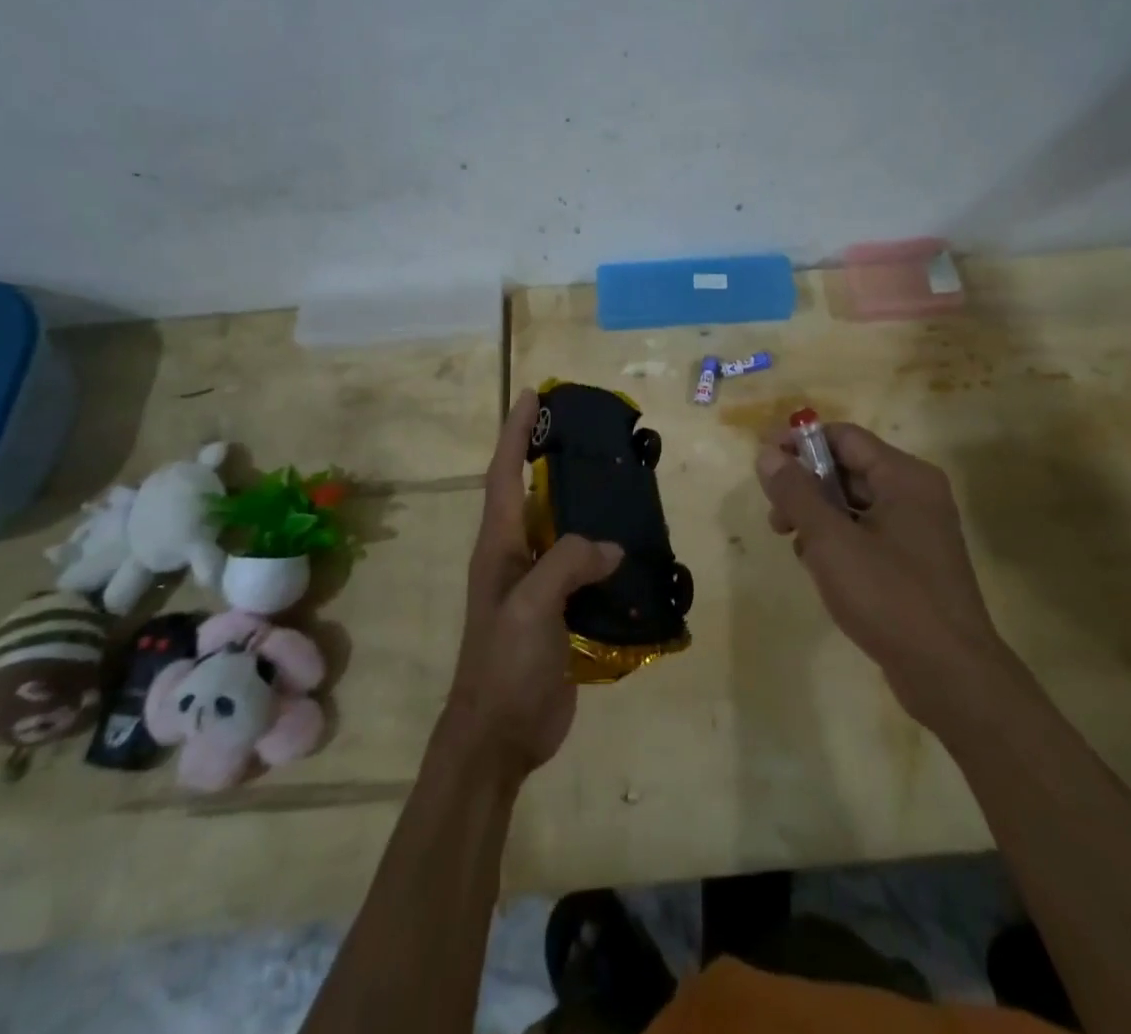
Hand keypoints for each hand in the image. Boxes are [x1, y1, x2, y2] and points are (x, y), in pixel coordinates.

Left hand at [442, 389, 622, 780]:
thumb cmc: (504, 665)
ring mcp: (537, 584)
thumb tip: (611, 547)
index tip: (531, 394)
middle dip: (548, 455)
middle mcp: (515, 555)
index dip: (515, 432)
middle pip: (532, 493)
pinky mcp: (559, 610)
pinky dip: (602, 550)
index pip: (505, 474)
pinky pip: (582, 566)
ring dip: (580, 501)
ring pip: (561, 528)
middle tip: (583, 428)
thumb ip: (567, 565)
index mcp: (499, 545)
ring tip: (615, 477)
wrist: (500, 736)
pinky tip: (631, 546)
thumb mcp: (530, 608)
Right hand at [757, 422, 1000, 728]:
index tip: (763, 462)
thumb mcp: (831, 541)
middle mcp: (915, 494)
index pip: (844, 437)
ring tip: (794, 546)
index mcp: (904, 477)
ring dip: (817, 517)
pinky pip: (866, 533)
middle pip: (848, 469)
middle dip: (805, 487)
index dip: (799, 443)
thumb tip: (767, 453)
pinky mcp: (913, 563)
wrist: (950, 676)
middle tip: (775, 517)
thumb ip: (796, 492)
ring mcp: (917, 530)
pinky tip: (819, 569)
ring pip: (853, 504)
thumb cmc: (889, 597)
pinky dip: (838, 541)